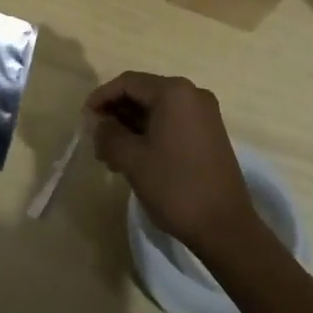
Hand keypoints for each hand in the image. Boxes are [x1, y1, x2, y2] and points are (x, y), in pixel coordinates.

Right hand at [88, 72, 256, 253]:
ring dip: (132, 126)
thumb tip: (98, 124)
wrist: (227, 230)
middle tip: (97, 138)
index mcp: (174, 92)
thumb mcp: (132, 159)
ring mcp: (205, 114)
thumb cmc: (176, 187)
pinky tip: (137, 156)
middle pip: (143, 93)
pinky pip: (173, 122)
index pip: (128, 82)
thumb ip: (108, 134)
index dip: (102, 97)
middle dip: (117, 114)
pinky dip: (151, 133)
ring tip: (112, 154)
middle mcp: (192, 94)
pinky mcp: (211, 134)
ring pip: (157, 110)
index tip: (85, 118)